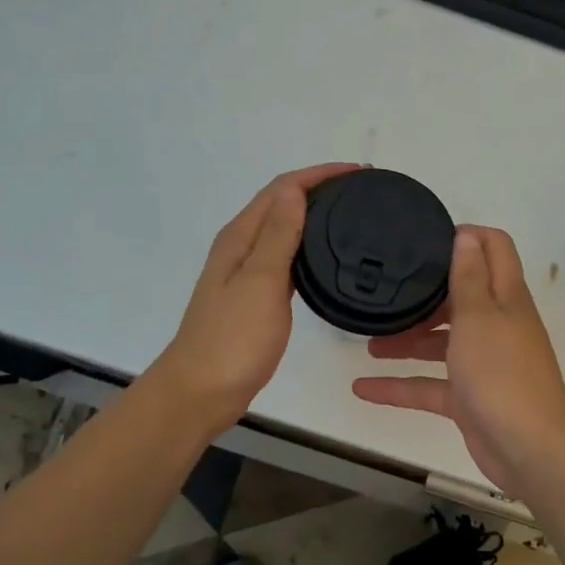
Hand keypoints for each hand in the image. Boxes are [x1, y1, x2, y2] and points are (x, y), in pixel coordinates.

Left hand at [150, 163, 359, 430]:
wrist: (201, 392)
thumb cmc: (232, 338)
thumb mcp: (260, 282)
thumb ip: (278, 236)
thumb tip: (296, 190)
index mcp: (240, 237)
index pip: (282, 189)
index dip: (319, 174)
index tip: (359, 172)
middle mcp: (242, 247)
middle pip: (282, 203)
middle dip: (320, 188)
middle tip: (363, 190)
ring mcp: (247, 272)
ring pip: (285, 229)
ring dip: (315, 214)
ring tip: (353, 215)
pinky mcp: (256, 296)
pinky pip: (286, 257)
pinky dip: (308, 246)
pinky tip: (327, 257)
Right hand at [353, 225, 564, 497]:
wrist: (530, 448)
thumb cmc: (501, 372)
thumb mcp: (479, 315)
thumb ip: (468, 277)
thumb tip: (467, 235)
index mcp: (506, 297)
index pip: (495, 249)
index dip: (467, 236)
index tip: (426, 238)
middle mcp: (497, 324)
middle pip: (461, 297)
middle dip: (426, 294)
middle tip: (388, 290)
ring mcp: (483, 363)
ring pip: (441, 342)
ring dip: (407, 340)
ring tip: (369, 341)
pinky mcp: (469, 398)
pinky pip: (429, 385)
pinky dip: (399, 386)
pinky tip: (363, 389)